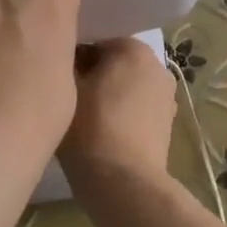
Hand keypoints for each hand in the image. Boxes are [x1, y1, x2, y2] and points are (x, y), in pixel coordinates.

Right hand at [58, 38, 177, 192]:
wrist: (124, 182)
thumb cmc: (91, 127)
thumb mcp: (66, 88)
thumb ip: (66, 63)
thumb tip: (67, 59)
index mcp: (134, 48)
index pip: (93, 45)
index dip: (72, 64)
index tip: (59, 85)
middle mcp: (158, 65)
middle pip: (114, 65)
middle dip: (93, 79)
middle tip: (69, 103)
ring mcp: (166, 96)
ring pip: (126, 88)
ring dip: (108, 98)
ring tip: (85, 122)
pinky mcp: (167, 124)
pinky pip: (137, 111)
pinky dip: (122, 117)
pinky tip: (104, 136)